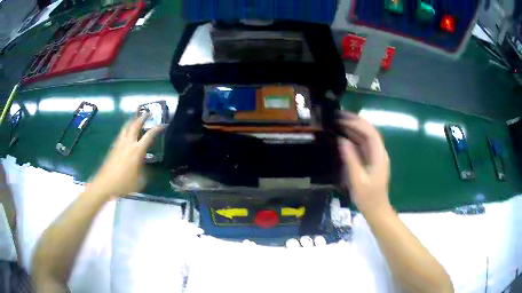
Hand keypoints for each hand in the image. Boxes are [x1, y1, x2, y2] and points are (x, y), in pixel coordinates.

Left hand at [87, 114, 164, 198]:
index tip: (163, 125)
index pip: (149, 135)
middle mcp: (128, 143)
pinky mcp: (113, 147)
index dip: (157, 128)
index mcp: (137, 150)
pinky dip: (126, 129)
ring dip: (132, 120)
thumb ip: (145, 172)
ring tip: (136, 118)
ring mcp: (119, 144)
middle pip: (135, 125)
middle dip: (142, 117)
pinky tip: (127, 132)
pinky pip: (121, 133)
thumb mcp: (140, 181)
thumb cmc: (124, 183)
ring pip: (126, 127)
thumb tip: (147, 167)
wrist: (105, 184)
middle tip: (148, 113)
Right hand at [337, 111, 390, 214]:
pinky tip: (345, 136)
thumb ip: (351, 159)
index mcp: (379, 156)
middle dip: (356, 122)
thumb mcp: (357, 180)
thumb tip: (342, 140)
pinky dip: (355, 138)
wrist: (376, 208)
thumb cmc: (367, 197)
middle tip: (339, 117)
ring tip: (340, 122)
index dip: (357, 123)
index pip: (370, 133)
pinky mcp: (372, 160)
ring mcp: (376, 156)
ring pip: (367, 136)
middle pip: (370, 131)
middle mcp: (379, 152)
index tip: (342, 119)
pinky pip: (364, 144)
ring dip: (355, 128)